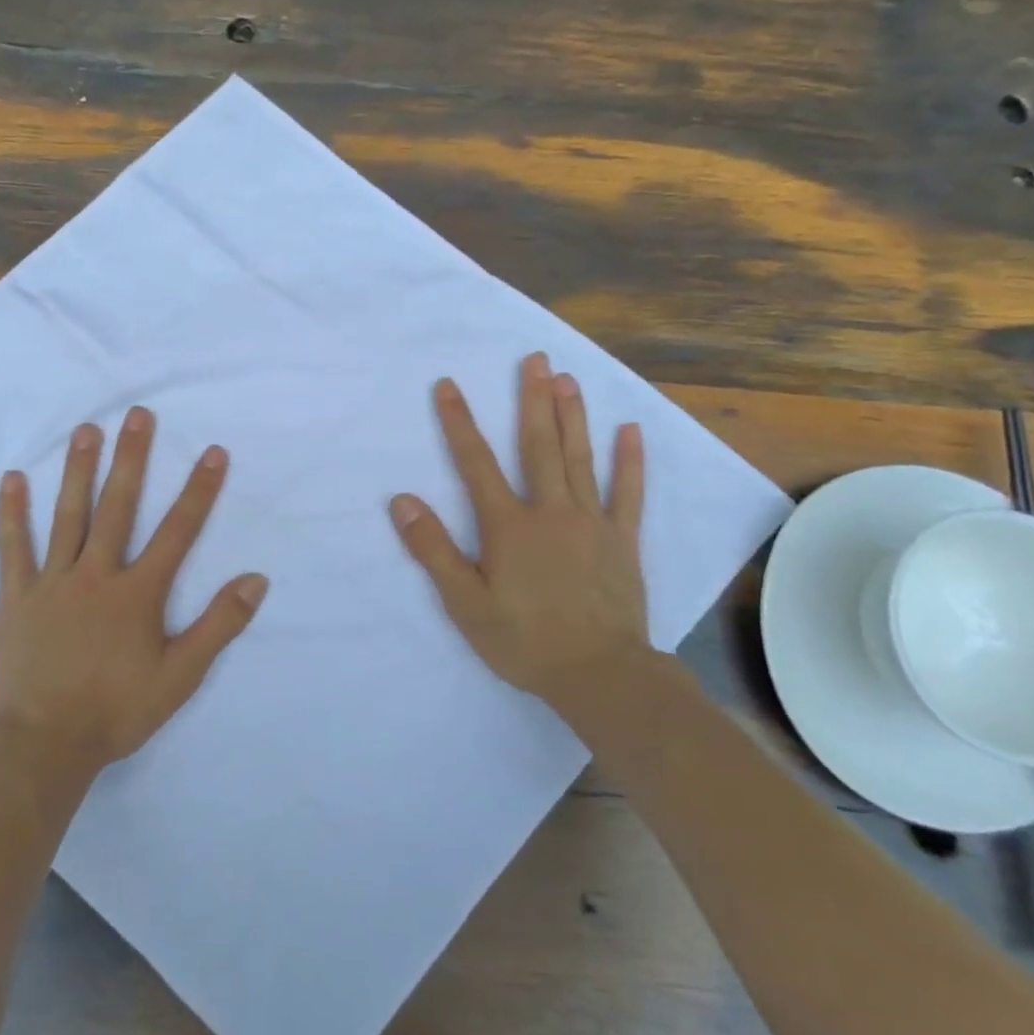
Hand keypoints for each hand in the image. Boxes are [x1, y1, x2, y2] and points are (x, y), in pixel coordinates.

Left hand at [0, 406, 268, 773]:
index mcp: (138, 593)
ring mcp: (53, 582)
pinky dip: (12, 513)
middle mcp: (97, 575)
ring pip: (68, 516)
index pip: (178, 531)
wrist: (43, 745)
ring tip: (87, 429)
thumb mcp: (181, 677)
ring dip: (79, 470)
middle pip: (118, 507)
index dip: (199, 490)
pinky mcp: (16, 596)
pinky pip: (13, 547)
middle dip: (132, 458)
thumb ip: (219, 625)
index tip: (213, 452)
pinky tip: (12, 478)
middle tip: (139, 415)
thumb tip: (256, 579)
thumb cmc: (117, 711)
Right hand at [389, 352, 648, 709]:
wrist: (600, 675)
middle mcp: (550, 511)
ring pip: (580, 459)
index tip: (447, 385)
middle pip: (537, 446)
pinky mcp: (622, 540)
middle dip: (532, 400)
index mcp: (508, 526)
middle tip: (535, 359)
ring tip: (569, 379)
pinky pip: (628, 493)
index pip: (475, 463)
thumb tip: (403, 501)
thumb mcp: (465, 603)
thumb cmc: (524, 641)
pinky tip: (631, 430)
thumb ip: (433, 550)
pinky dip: (630, 461)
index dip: (458, 422)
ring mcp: (591, 523)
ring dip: (572, 416)